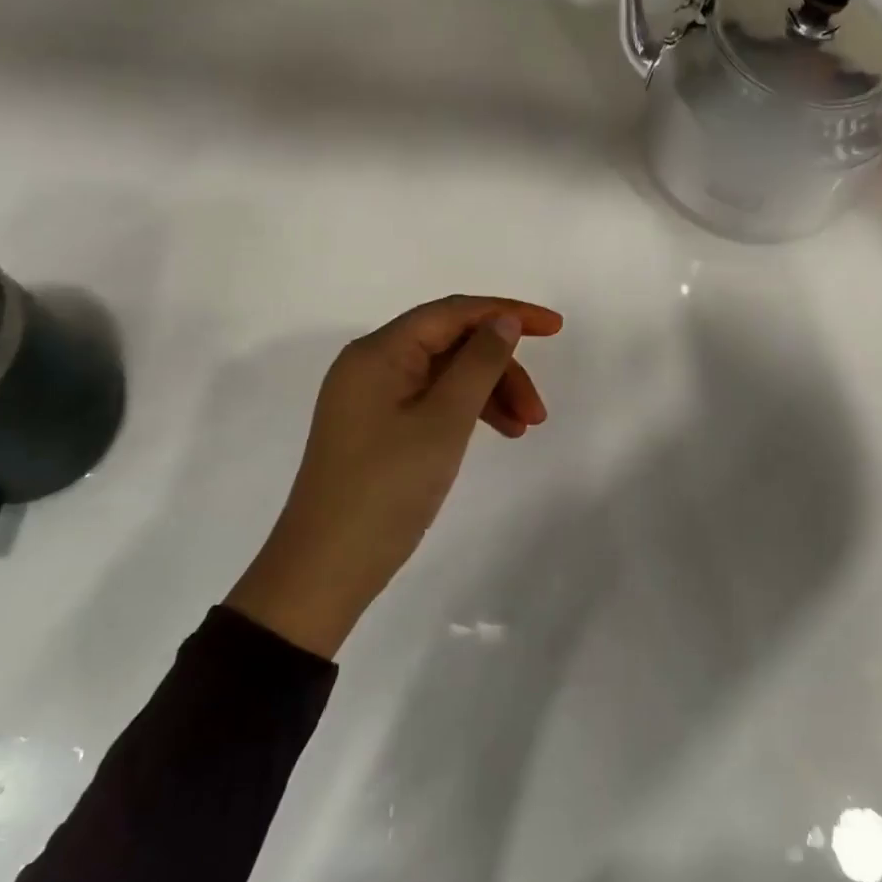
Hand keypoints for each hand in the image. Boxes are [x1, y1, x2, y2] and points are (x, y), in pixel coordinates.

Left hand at [227, 295, 563, 658]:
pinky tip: (498, 433)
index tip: (555, 328)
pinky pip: (433, 400)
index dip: (507, 312)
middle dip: (500, 368)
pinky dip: (467, 411)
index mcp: (379, 352)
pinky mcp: (377, 426)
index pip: (453, 312)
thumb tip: (504, 321)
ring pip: (446, 374)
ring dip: (489, 393)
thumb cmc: (387, 488)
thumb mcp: (444, 421)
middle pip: (452, 344)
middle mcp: (372, 364)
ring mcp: (373, 397)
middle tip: (537, 411)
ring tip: (525, 429)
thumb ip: (479, 363)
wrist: (326, 570)